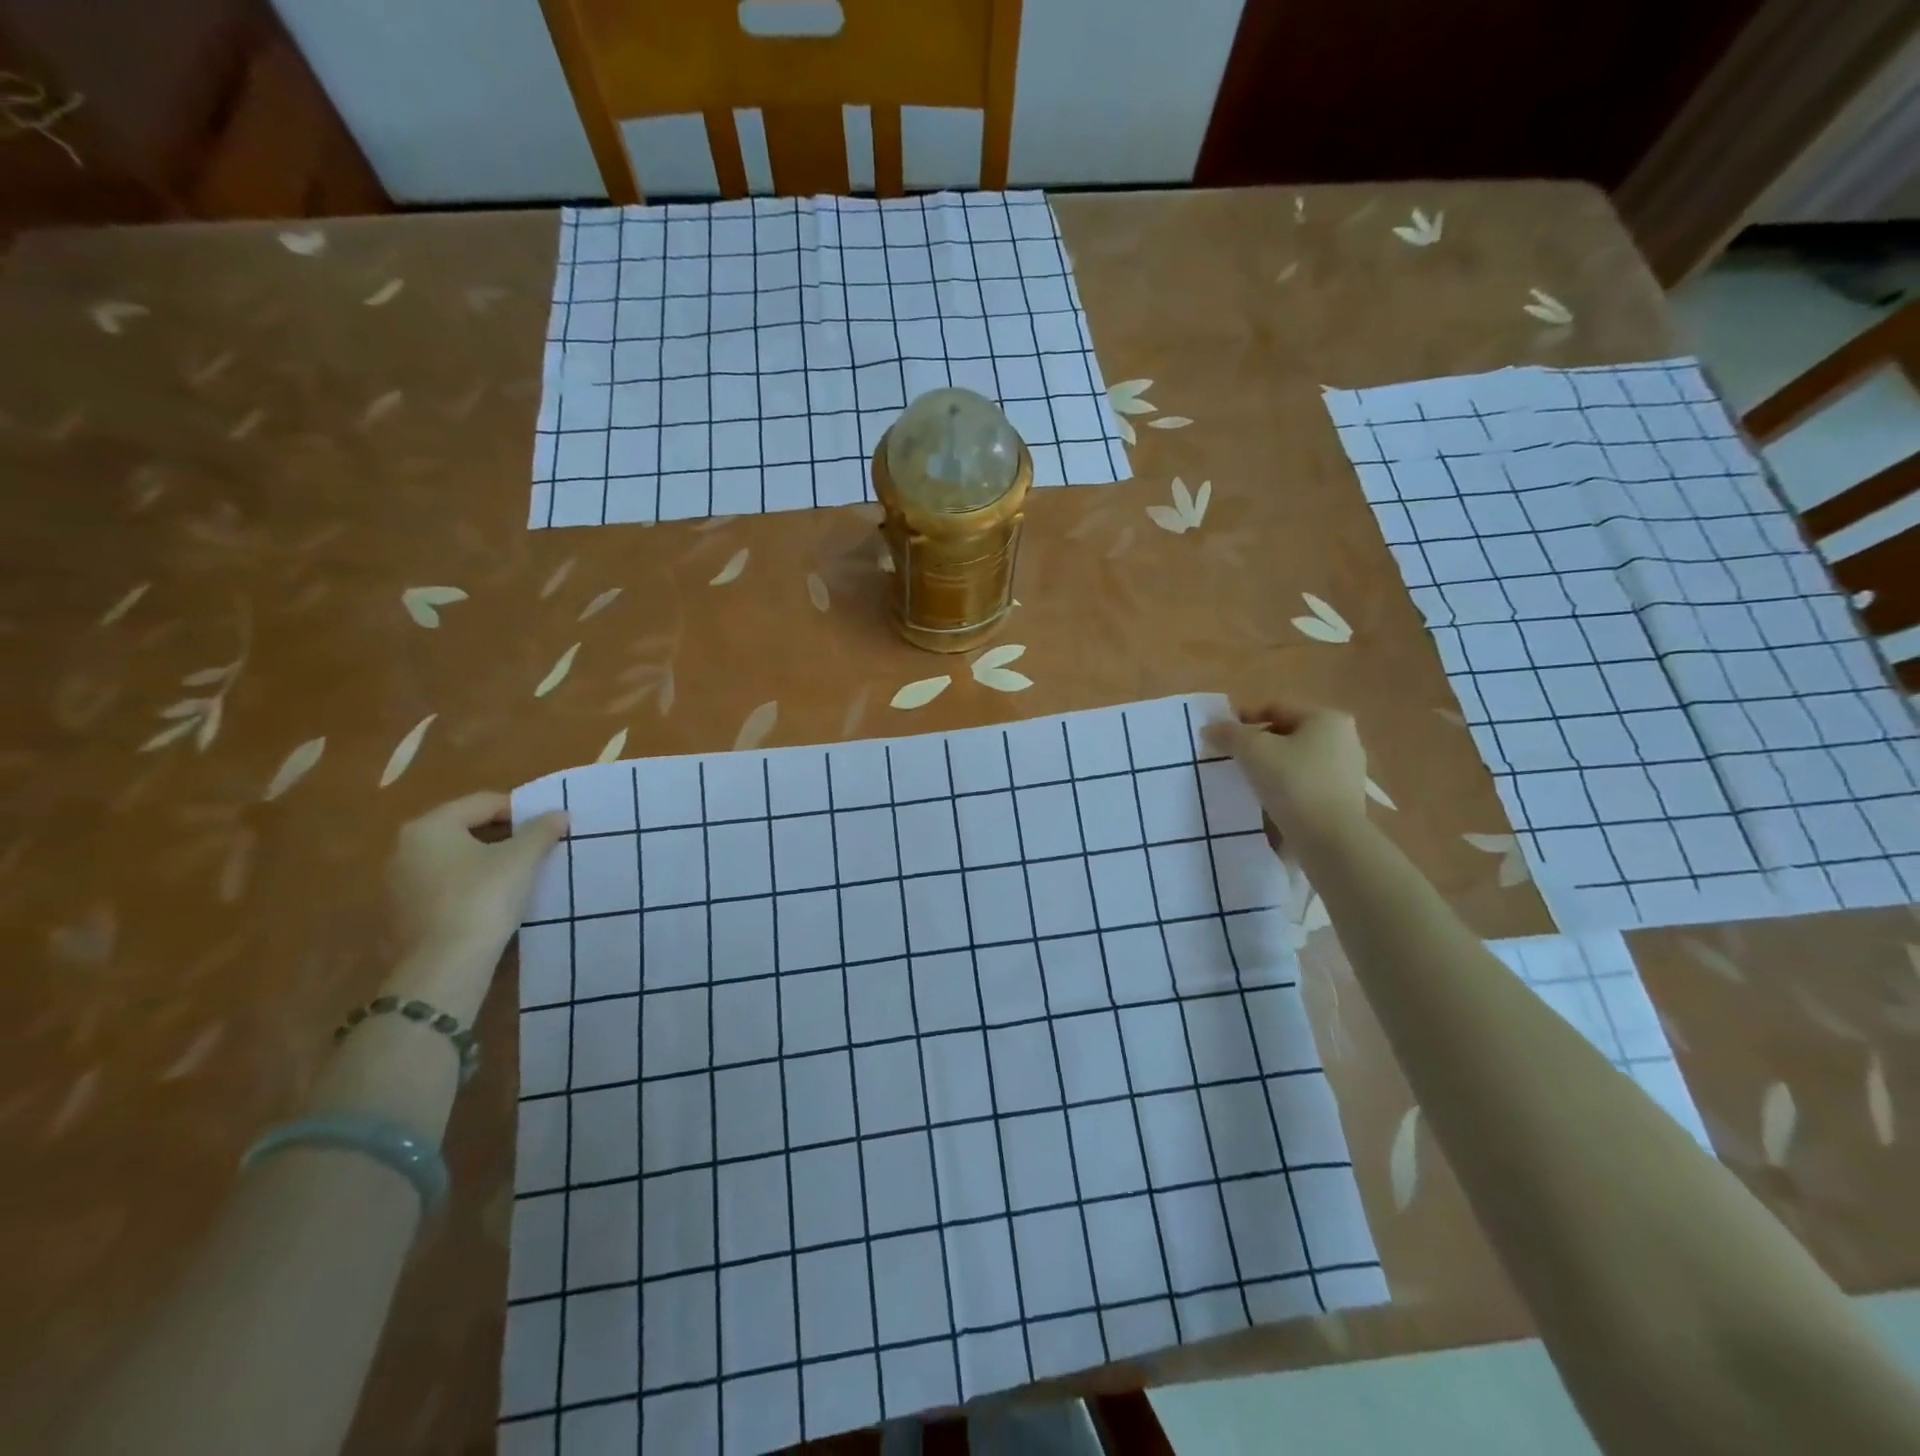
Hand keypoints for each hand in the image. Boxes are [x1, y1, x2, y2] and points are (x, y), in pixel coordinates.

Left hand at [384, 792, 567, 1017]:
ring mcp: (396, 884)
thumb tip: (559, 814)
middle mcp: (404, 848)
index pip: (483, 803)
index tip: (547, 825)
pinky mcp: (400, 915)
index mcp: (429, 826)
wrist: (445, 965)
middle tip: (535, 848)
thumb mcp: (522, 859)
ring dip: (484, 861)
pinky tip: (491, 902)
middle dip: (501, 835)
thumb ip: (541, 830)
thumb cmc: (483, 897)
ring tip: (517, 876)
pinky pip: (441, 887)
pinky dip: (467, 886)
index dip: (520, 809)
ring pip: (451, 860)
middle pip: (463, 829)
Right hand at [1203, 702, 1367, 848]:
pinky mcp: (1344, 799)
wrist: (1330, 839)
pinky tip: (1269, 800)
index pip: (1276, 708)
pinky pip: (1306, 783)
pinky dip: (1286, 786)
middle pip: (1287, 733)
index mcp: (1327, 718)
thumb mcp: (1253, 751)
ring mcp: (1348, 771)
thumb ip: (1229, 734)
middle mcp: (1345, 739)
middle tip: (1231, 758)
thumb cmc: (1293, 782)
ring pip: (1297, 759)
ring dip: (1270, 766)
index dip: (1244, 718)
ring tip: (1246, 780)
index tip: (1221, 735)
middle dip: (1257, 743)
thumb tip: (1210, 728)